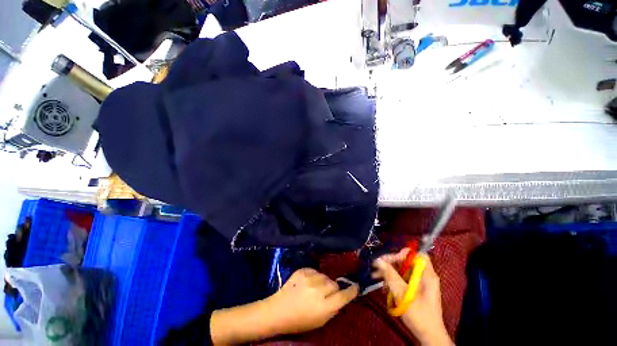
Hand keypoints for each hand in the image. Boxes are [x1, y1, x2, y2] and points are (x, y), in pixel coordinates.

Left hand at [264, 268, 358, 334]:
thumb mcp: (320, 321)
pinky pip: (315, 271)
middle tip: (326, 294)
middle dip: (333, 288)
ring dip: (324, 282)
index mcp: (323, 307)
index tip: (356, 286)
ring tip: (315, 288)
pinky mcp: (302, 270)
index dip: (351, 291)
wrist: (278, 310)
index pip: (343, 296)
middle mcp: (318, 290)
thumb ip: (333, 308)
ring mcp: (309, 278)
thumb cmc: (300, 320)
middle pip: (334, 284)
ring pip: (325, 276)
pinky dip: (314, 276)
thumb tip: (342, 296)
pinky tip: (308, 283)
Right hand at [373, 250, 452, 345]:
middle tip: (376, 266)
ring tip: (375, 276)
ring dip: (389, 272)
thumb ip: (391, 275)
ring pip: (402, 271)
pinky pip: (403, 279)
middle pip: (406, 262)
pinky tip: (383, 286)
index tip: (389, 260)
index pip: (416, 255)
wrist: (429, 337)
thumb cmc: (419, 315)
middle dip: (391, 263)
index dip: (402, 254)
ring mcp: (420, 284)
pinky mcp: (416, 290)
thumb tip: (378, 260)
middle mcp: (424, 276)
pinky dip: (393, 280)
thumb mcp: (403, 294)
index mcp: (427, 274)